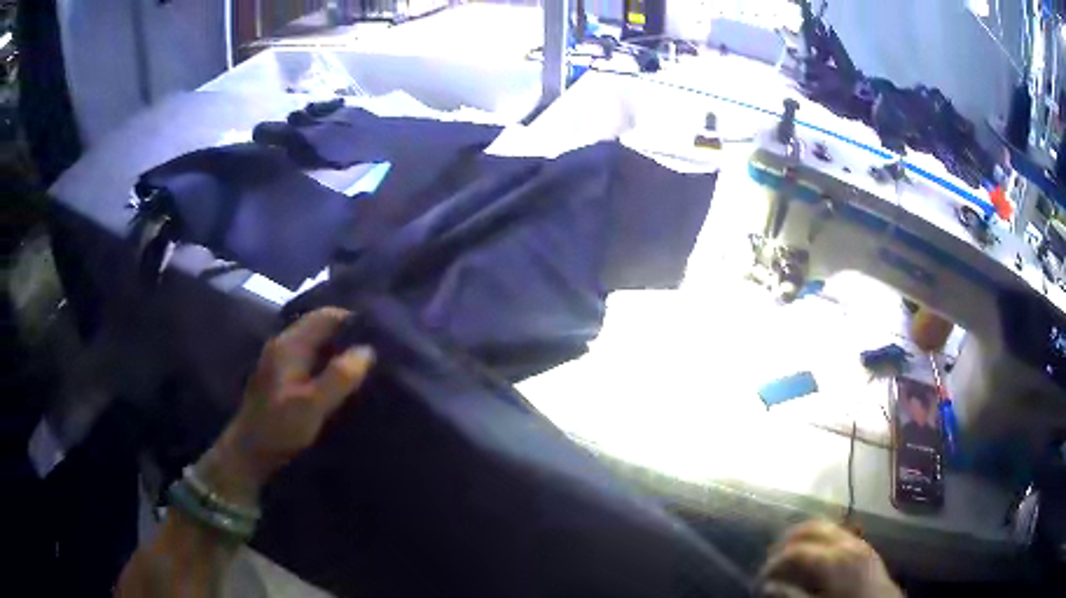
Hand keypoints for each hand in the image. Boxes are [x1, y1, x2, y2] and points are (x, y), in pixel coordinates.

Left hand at [198, 308, 374, 505]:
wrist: (248, 452)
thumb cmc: (279, 428)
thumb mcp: (311, 406)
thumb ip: (338, 378)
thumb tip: (368, 350)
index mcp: (289, 345)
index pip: (326, 316)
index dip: (353, 320)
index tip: (380, 334)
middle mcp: (283, 344)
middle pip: (321, 326)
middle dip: (348, 334)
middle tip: (378, 350)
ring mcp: (281, 359)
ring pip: (316, 342)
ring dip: (339, 348)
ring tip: (366, 362)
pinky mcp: (282, 376)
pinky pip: (311, 357)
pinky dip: (328, 361)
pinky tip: (343, 377)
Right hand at [758, 520, 901, 597]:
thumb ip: (793, 595)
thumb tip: (767, 586)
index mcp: (833, 560)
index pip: (796, 551)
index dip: (774, 562)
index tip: (761, 577)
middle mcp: (846, 543)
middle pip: (812, 527)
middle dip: (788, 539)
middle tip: (773, 558)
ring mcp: (858, 542)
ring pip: (827, 526)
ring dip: (805, 536)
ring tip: (791, 553)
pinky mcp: (865, 547)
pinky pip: (840, 533)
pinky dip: (822, 538)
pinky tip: (815, 555)